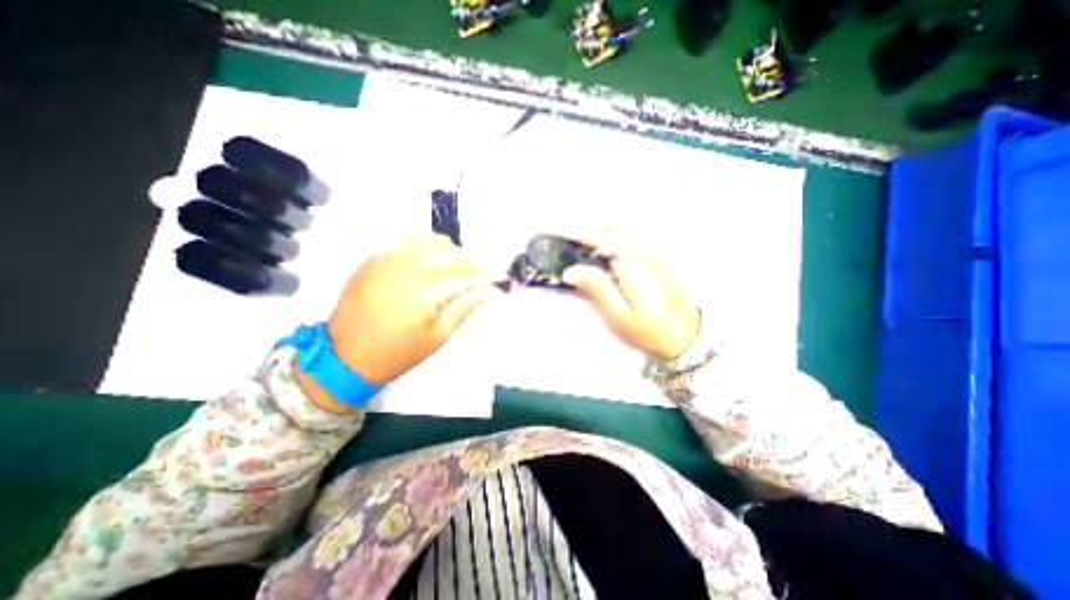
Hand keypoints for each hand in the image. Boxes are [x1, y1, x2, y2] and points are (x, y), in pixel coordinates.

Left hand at [297, 235, 497, 411]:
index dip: (485, 273)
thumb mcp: (436, 338)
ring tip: (459, 263)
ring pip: (429, 241)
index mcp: (424, 291)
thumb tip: (484, 291)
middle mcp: (407, 267)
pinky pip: (406, 240)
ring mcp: (387, 259)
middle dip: (470, 260)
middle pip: (449, 253)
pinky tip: (433, 254)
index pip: (464, 273)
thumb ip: (462, 310)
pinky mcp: (375, 258)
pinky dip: (426, 242)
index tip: (499, 275)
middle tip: (481, 272)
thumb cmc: (396, 353)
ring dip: (450, 250)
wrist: (344, 356)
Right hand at [561, 230, 704, 361]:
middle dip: (583, 234)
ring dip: (595, 239)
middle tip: (562, 245)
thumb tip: (570, 270)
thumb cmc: (648, 330)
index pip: (597, 237)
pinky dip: (607, 246)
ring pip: (616, 237)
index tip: (556, 235)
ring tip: (576, 251)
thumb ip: (595, 288)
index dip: (574, 234)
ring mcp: (650, 254)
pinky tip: (599, 260)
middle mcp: (641, 250)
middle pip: (607, 232)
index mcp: (630, 261)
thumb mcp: (618, 314)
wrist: (687, 337)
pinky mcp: (654, 261)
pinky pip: (625, 245)